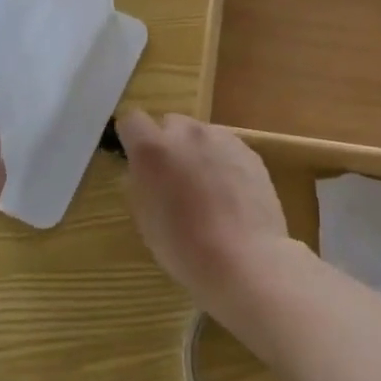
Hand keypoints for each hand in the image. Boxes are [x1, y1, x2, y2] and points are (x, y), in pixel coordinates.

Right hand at [117, 112, 298, 329]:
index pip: (131, 120)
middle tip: (174, 179)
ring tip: (207, 189)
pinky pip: (226, 148)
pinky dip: (223, 162)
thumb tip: (143, 170)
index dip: (132, 138)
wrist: (245, 260)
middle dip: (168, 144)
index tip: (136, 160)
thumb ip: (140, 183)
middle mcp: (186, 132)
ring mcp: (222, 138)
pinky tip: (231, 195)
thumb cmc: (184, 247)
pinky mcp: (249, 151)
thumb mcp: (145, 219)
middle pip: (170, 123)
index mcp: (153, 148)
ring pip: (201, 135)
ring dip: (197, 152)